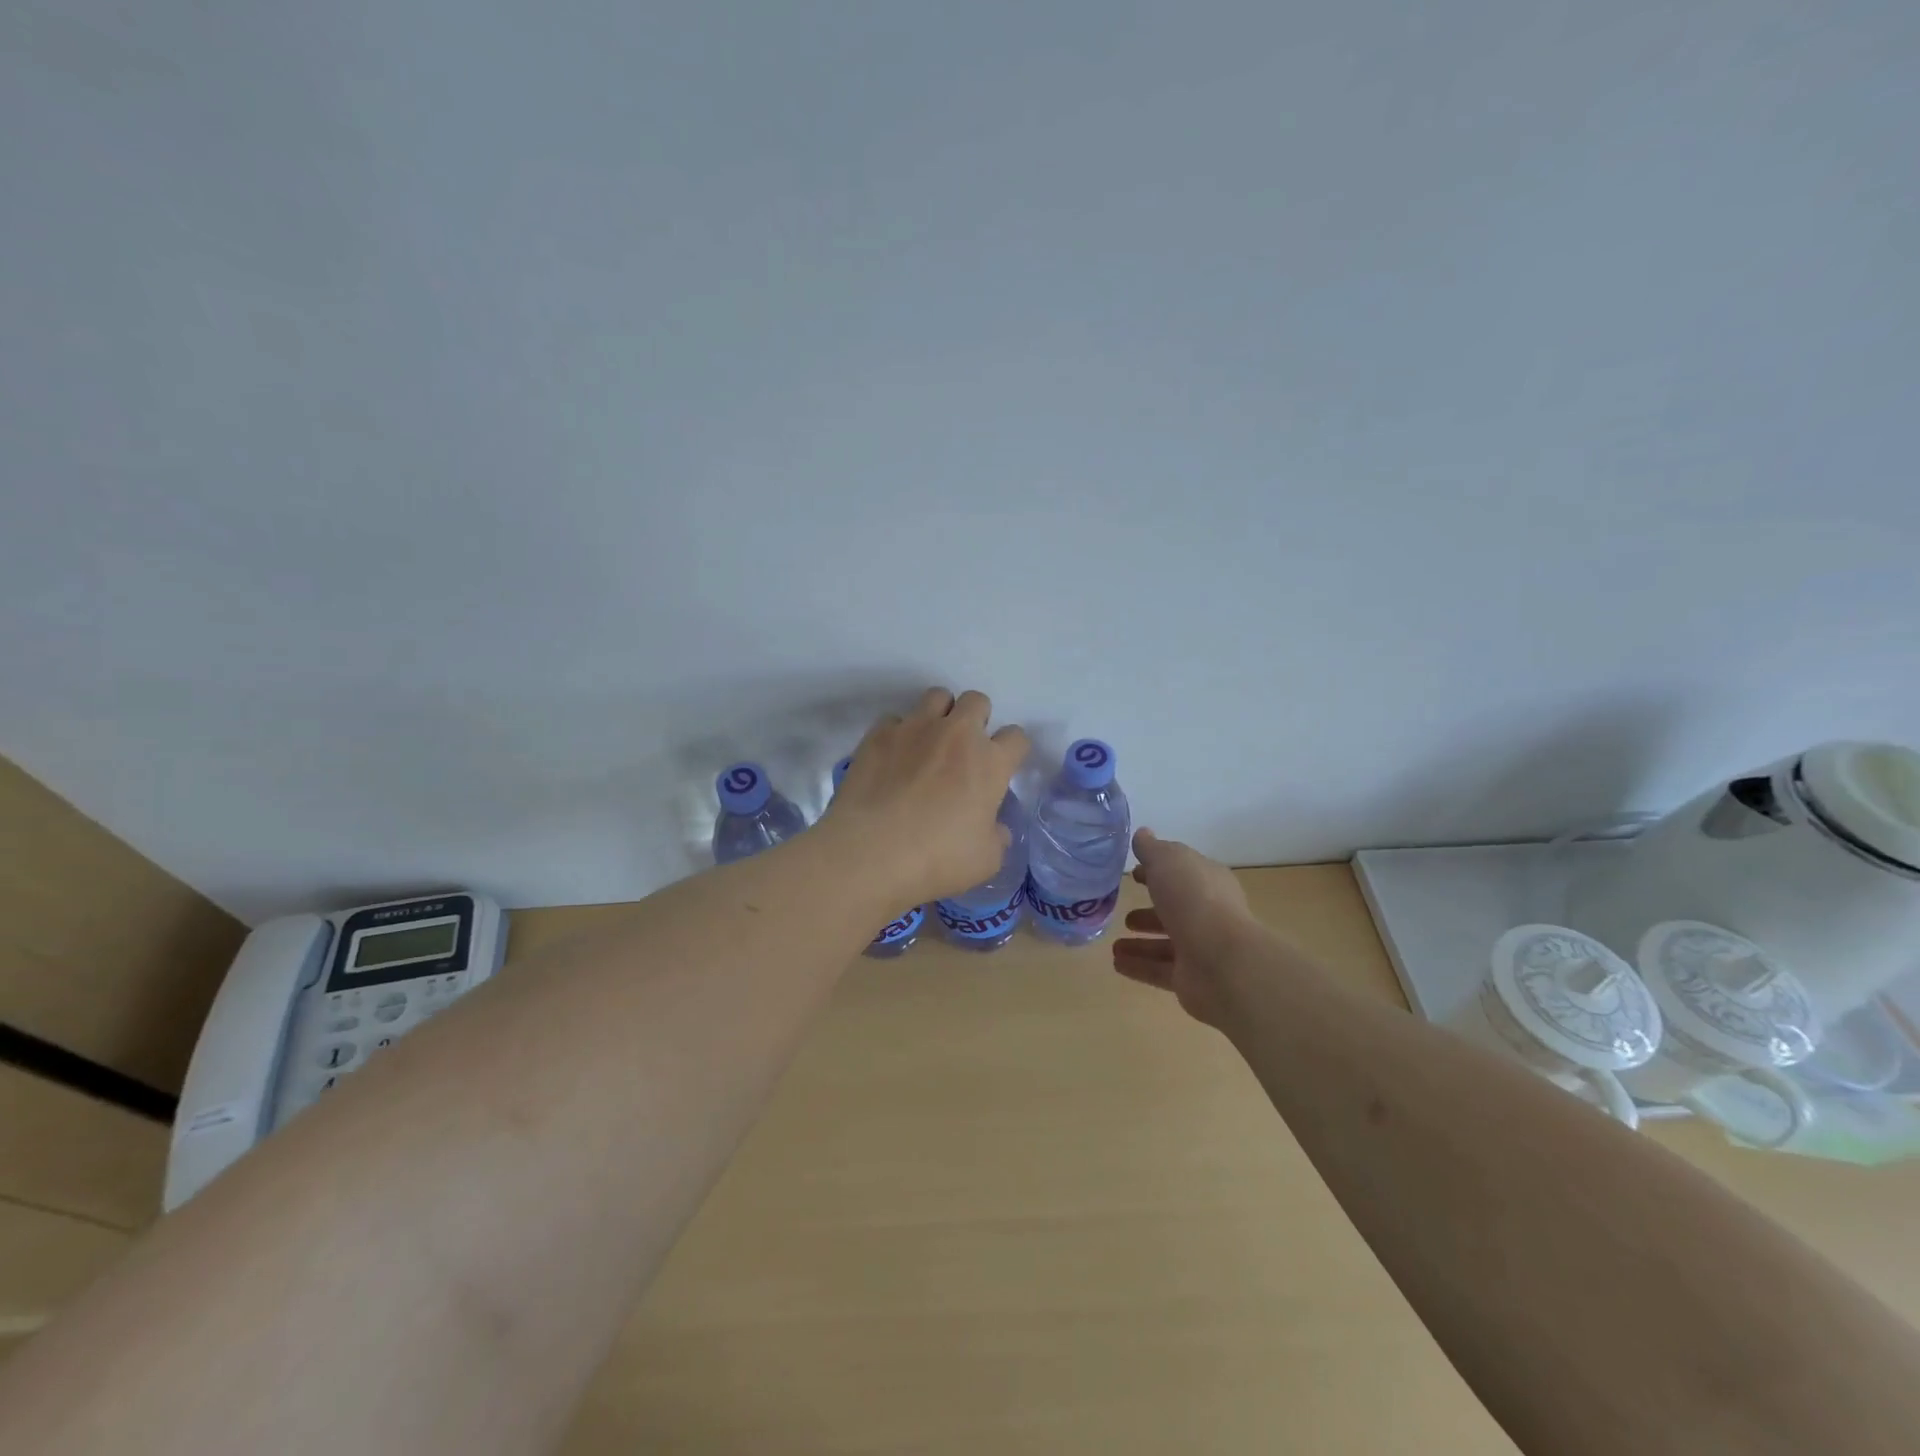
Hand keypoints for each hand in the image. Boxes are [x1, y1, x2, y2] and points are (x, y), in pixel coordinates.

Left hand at [824, 687, 1030, 904]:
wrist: (870, 852)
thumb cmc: (937, 859)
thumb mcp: (985, 861)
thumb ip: (997, 837)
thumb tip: (995, 828)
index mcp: (990, 762)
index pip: (1017, 737)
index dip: (1012, 750)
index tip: (1002, 767)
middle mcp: (956, 734)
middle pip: (978, 701)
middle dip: (977, 719)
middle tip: (964, 750)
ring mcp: (915, 728)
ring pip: (937, 696)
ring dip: (940, 714)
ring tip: (929, 743)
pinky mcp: (878, 734)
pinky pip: (895, 719)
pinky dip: (898, 733)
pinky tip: (892, 758)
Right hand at [1112, 829, 1259, 1027]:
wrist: (1222, 962)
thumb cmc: (1194, 900)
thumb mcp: (1168, 861)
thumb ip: (1152, 849)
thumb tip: (1143, 834)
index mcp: (1208, 881)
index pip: (1182, 873)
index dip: (1158, 871)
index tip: (1134, 874)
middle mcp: (1207, 914)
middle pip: (1175, 910)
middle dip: (1151, 910)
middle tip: (1124, 911)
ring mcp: (1201, 948)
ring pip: (1166, 942)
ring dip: (1141, 942)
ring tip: (1115, 944)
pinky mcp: (1191, 978)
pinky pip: (1160, 970)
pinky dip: (1138, 965)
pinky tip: (1116, 963)